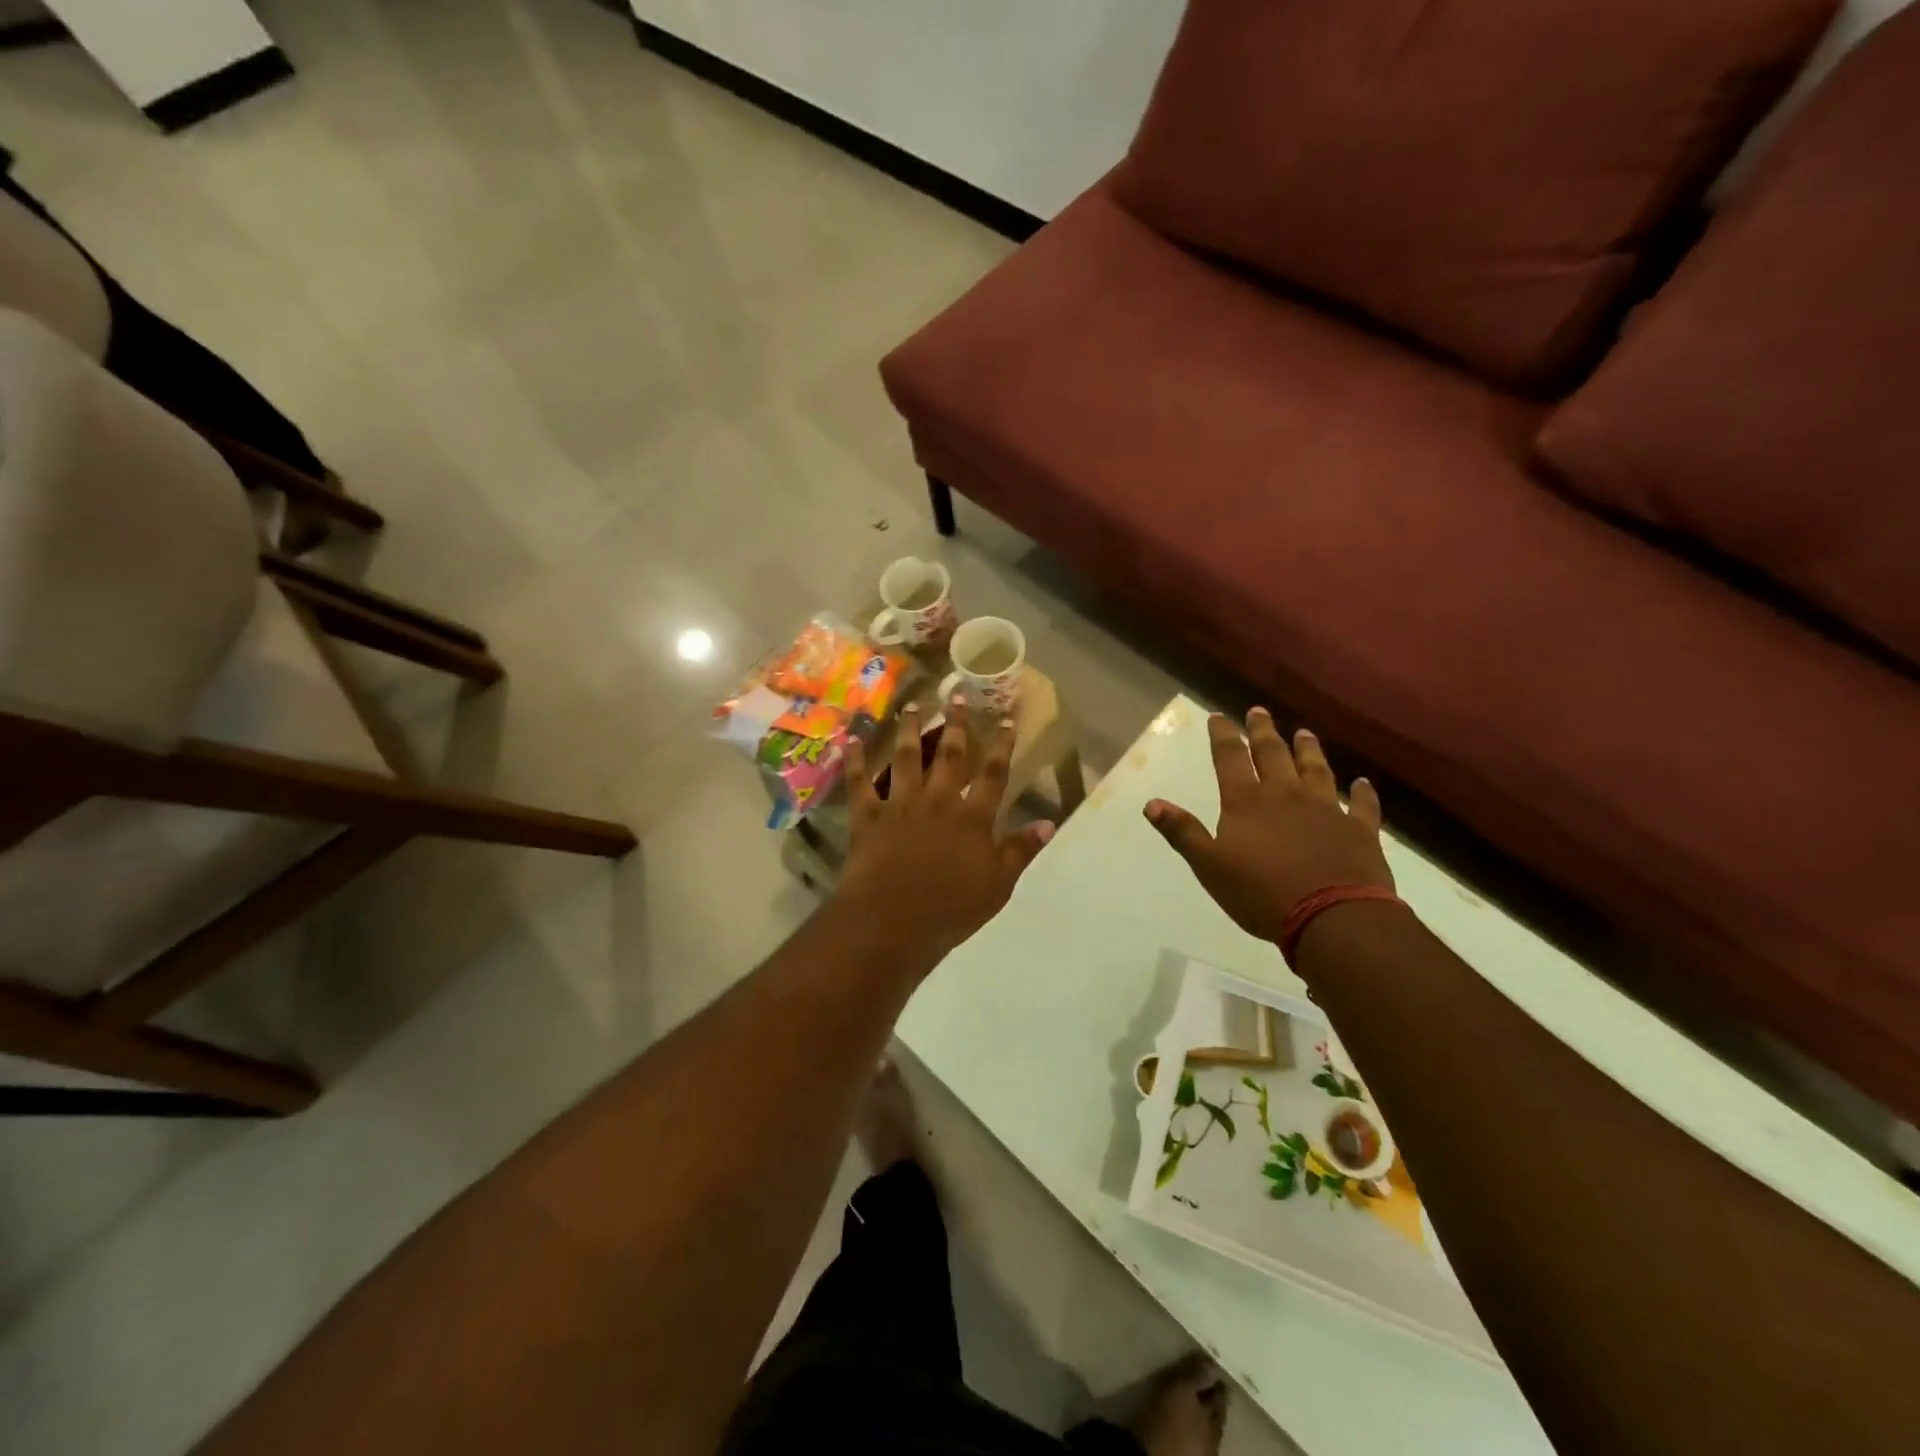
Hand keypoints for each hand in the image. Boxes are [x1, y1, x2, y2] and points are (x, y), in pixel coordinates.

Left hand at [835, 700, 1052, 977]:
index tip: (1006, 718)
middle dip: (956, 723)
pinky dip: (855, 761)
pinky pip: (860, 783)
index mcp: (972, 817)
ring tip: (911, 705)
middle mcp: (937, 801)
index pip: (993, 774)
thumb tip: (1048, 822)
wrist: (893, 920)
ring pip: (905, 758)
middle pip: (950, 755)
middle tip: (956, 694)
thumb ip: (1021, 850)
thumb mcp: (998, 885)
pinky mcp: (868, 817)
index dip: (1002, 745)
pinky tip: (852, 739)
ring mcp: (900, 805)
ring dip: (909, 730)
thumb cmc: (951, 909)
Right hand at [1144, 708, 1392, 945]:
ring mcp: (1326, 810)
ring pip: (1316, 770)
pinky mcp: (1359, 830)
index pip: (1230, 759)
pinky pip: (1362, 806)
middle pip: (1273, 755)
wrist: (1332, 917)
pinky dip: (1362, 793)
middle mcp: (1286, 796)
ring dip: (1309, 750)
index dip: (1224, 736)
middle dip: (1263, 732)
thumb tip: (1151, 803)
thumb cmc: (1261, 893)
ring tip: (1304, 733)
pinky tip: (1363, 783)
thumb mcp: (1210, 866)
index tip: (1219, 717)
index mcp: (1247, 802)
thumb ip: (1182, 832)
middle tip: (1259, 712)